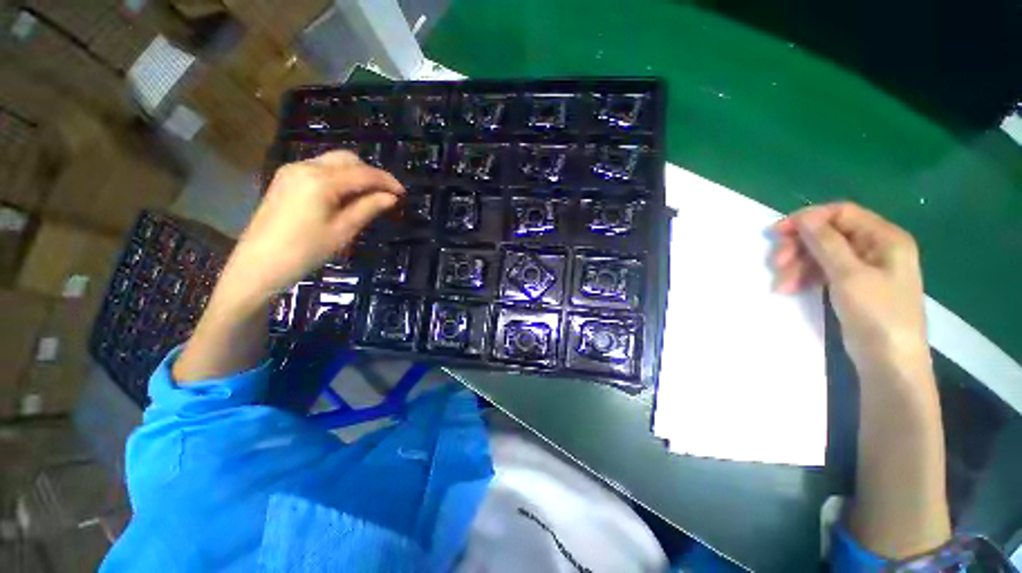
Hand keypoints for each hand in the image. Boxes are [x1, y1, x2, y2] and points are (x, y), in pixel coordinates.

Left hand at [223, 151, 403, 305]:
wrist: (259, 264)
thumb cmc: (305, 251)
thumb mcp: (343, 231)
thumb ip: (368, 208)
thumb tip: (391, 198)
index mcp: (321, 180)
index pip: (363, 173)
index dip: (386, 181)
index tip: (403, 193)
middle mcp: (305, 166)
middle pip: (347, 159)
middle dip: (371, 174)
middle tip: (386, 196)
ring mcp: (292, 171)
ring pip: (333, 162)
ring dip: (355, 175)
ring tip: (369, 197)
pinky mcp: (286, 179)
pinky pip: (320, 169)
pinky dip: (339, 178)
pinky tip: (345, 196)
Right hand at [771, 202, 928, 375]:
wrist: (890, 360)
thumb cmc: (877, 314)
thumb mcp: (849, 275)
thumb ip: (826, 243)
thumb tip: (804, 216)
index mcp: (884, 238)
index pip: (842, 213)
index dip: (809, 219)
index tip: (777, 232)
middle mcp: (874, 248)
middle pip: (828, 234)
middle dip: (799, 247)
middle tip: (777, 263)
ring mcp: (863, 268)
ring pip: (821, 254)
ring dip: (797, 265)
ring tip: (781, 285)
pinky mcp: (851, 285)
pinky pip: (823, 271)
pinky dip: (804, 277)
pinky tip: (789, 288)